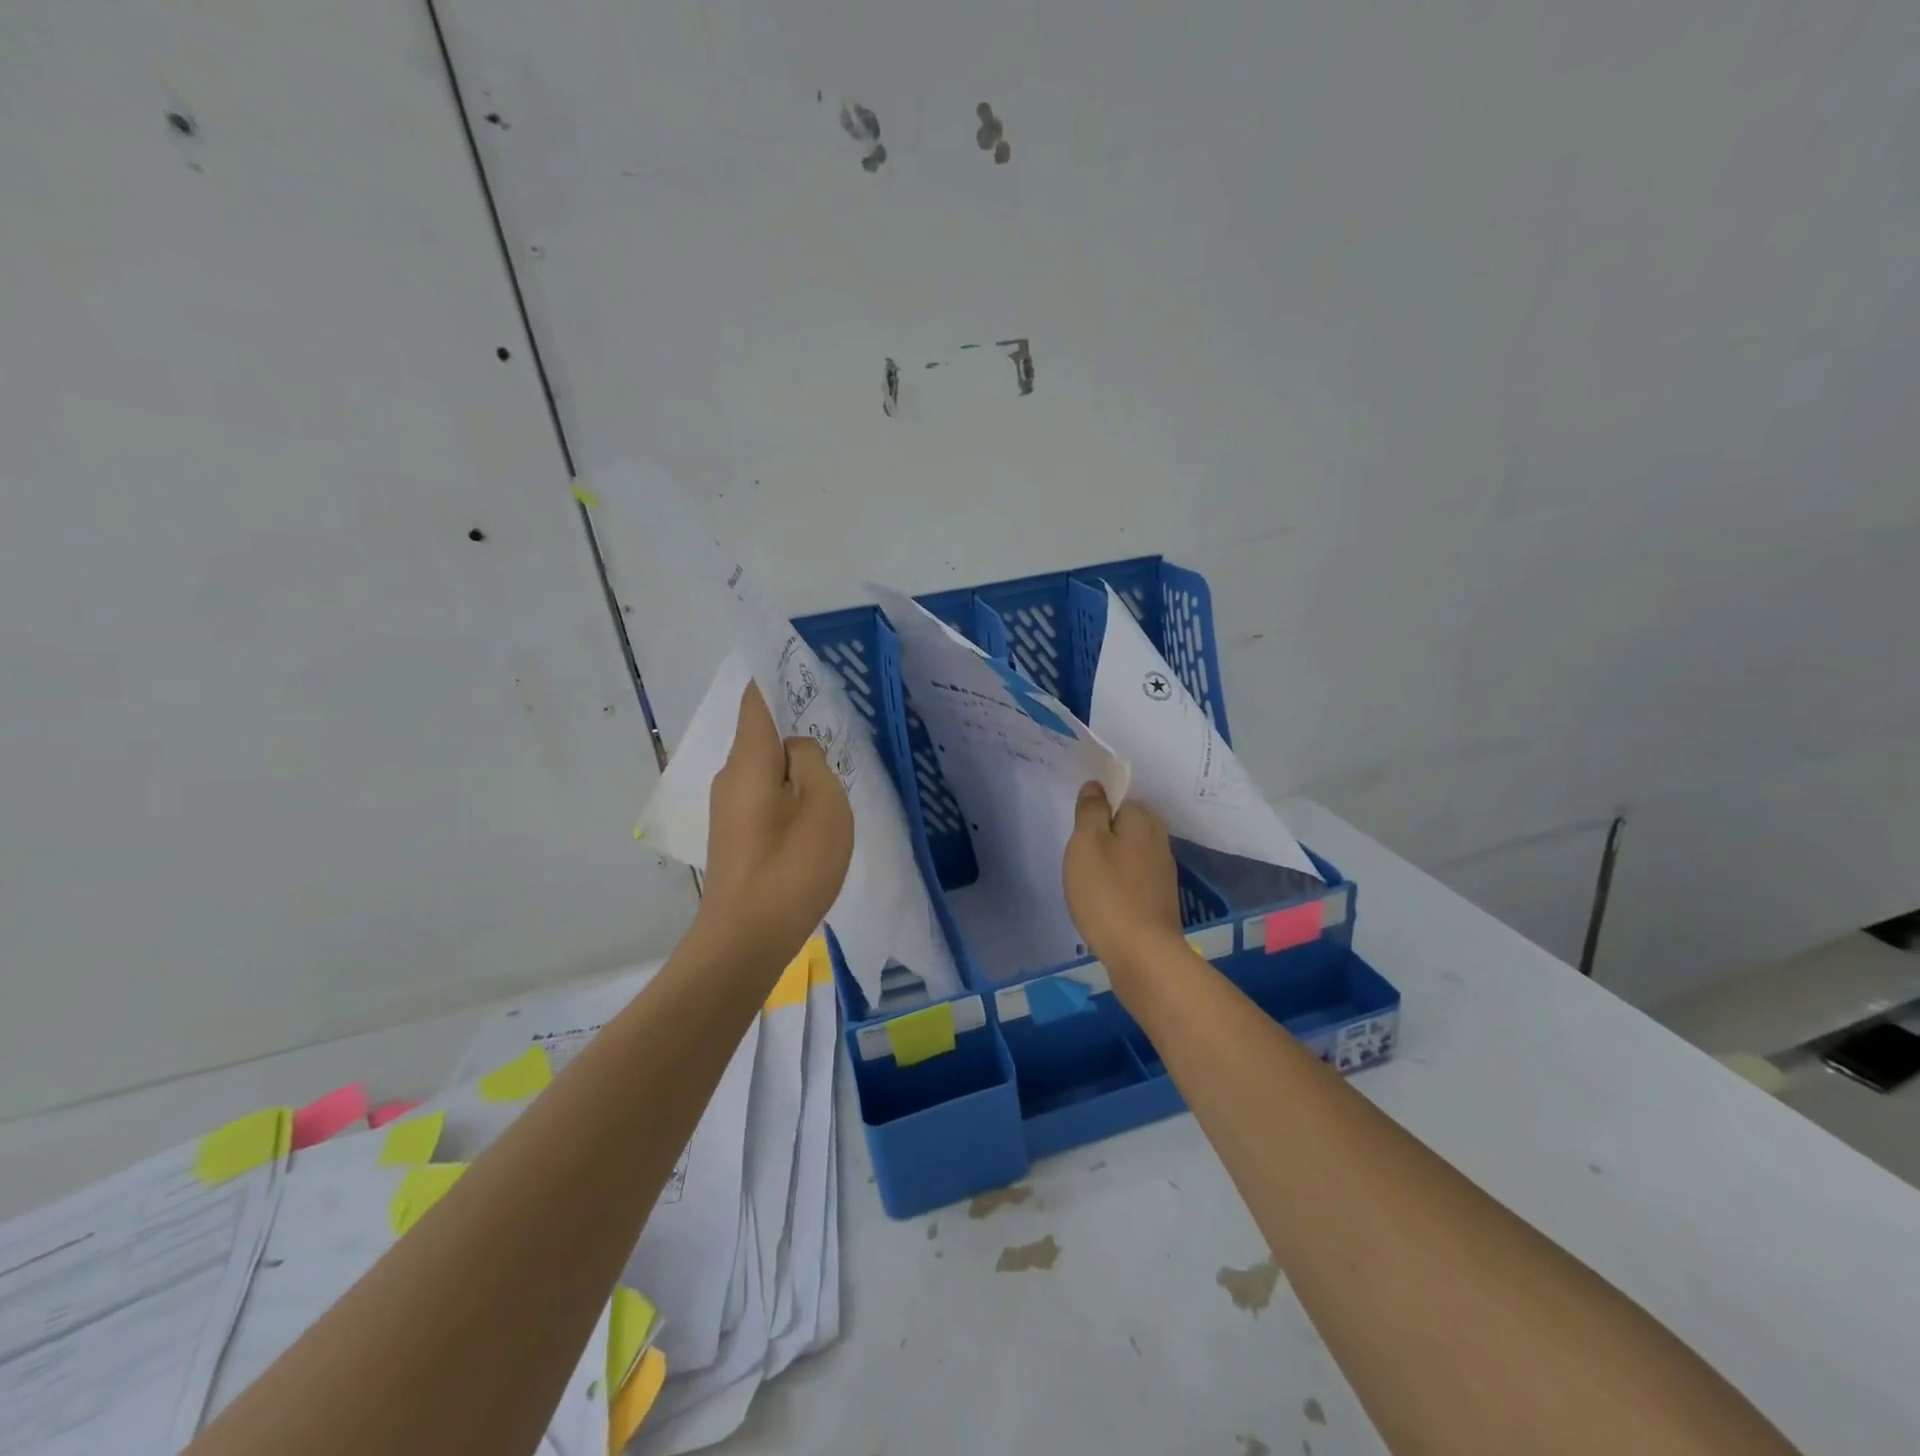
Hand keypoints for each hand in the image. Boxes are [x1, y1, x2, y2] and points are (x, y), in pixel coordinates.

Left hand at [695, 684, 853, 965]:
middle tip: (838, 717)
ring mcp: (730, 807)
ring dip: (796, 759)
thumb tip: (797, 749)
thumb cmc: (791, 866)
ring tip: (834, 762)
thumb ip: (812, 761)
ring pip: (766, 766)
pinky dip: (789, 787)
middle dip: (796, 720)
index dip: (779, 676)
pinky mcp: (736, 834)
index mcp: (750, 759)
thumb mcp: (823, 804)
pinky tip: (815, 805)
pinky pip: (765, 792)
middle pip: (762, 731)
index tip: (808, 665)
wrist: (746, 939)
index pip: (758, 699)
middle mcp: (732, 775)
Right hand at [1062, 782, 1185, 991]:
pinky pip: (1134, 878)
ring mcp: (1163, 872)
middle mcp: (1159, 840)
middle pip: (1125, 825)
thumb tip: (1096, 786)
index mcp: (1143, 820)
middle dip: (1103, 835)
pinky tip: (1104, 900)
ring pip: (1129, 853)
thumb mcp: (1087, 844)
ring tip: (1087, 881)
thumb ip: (1090, 811)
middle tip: (1078, 856)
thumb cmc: (1107, 894)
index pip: (1118, 798)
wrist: (1142, 955)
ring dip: (1110, 861)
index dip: (1095, 811)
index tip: (1077, 832)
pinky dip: (1118, 884)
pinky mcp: (1160, 899)